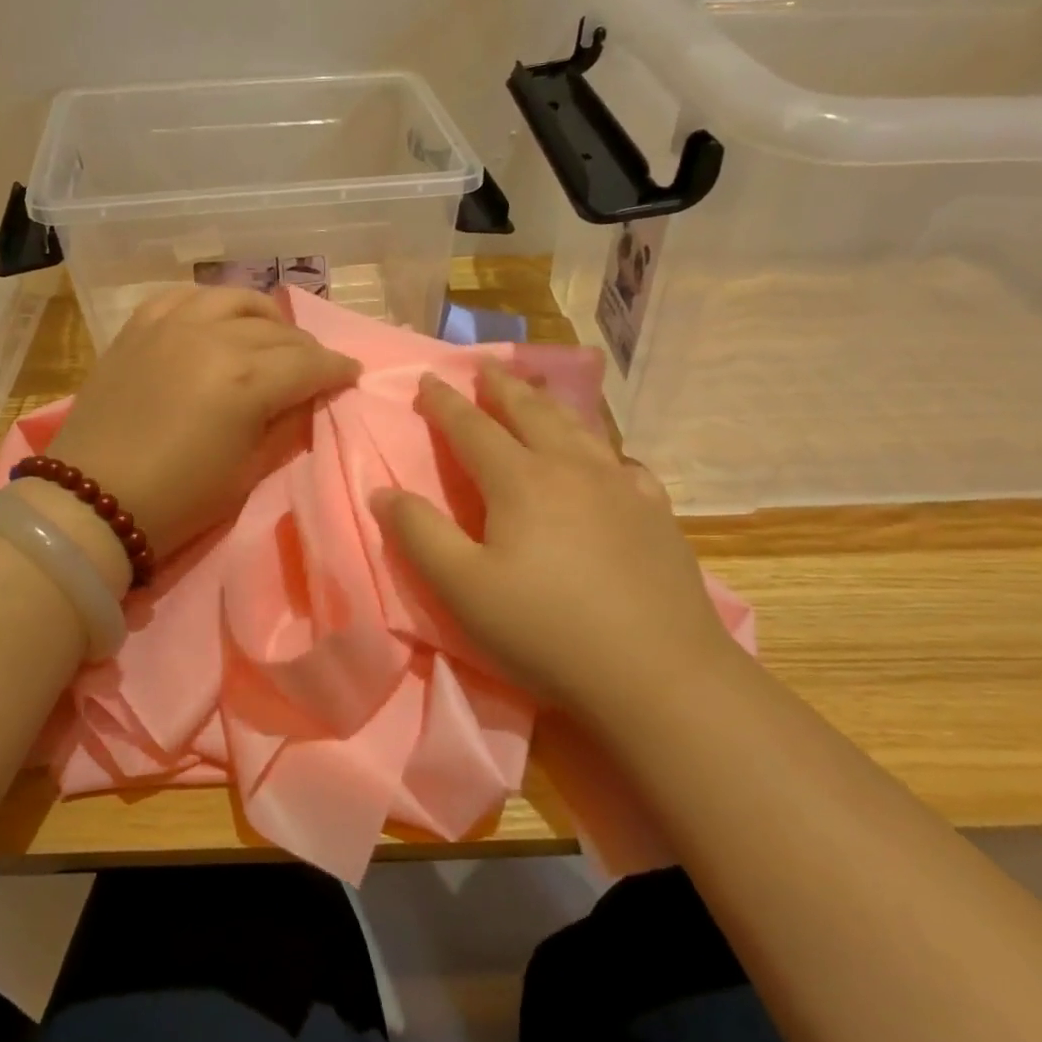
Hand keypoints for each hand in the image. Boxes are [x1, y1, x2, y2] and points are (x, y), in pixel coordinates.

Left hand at [46, 285, 359, 560]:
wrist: (92, 502)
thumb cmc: (179, 501)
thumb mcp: (247, 471)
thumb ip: (284, 425)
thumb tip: (305, 399)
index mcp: (246, 381)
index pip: (309, 363)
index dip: (337, 369)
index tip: (351, 375)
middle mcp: (213, 338)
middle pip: (278, 330)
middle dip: (306, 349)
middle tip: (314, 368)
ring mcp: (171, 325)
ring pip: (235, 299)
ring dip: (264, 317)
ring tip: (271, 337)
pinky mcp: (138, 327)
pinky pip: (184, 296)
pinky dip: (211, 305)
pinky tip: (217, 322)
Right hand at [372, 362, 743, 722]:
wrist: (658, 672)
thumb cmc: (546, 631)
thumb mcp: (463, 589)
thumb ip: (419, 535)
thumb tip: (383, 491)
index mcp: (520, 481)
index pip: (472, 428)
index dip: (446, 403)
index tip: (429, 378)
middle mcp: (571, 468)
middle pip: (531, 413)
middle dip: (502, 388)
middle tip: (485, 369)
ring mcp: (621, 487)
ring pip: (579, 429)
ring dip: (550, 406)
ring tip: (538, 394)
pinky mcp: (656, 513)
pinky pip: (623, 464)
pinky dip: (602, 450)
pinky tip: (608, 461)